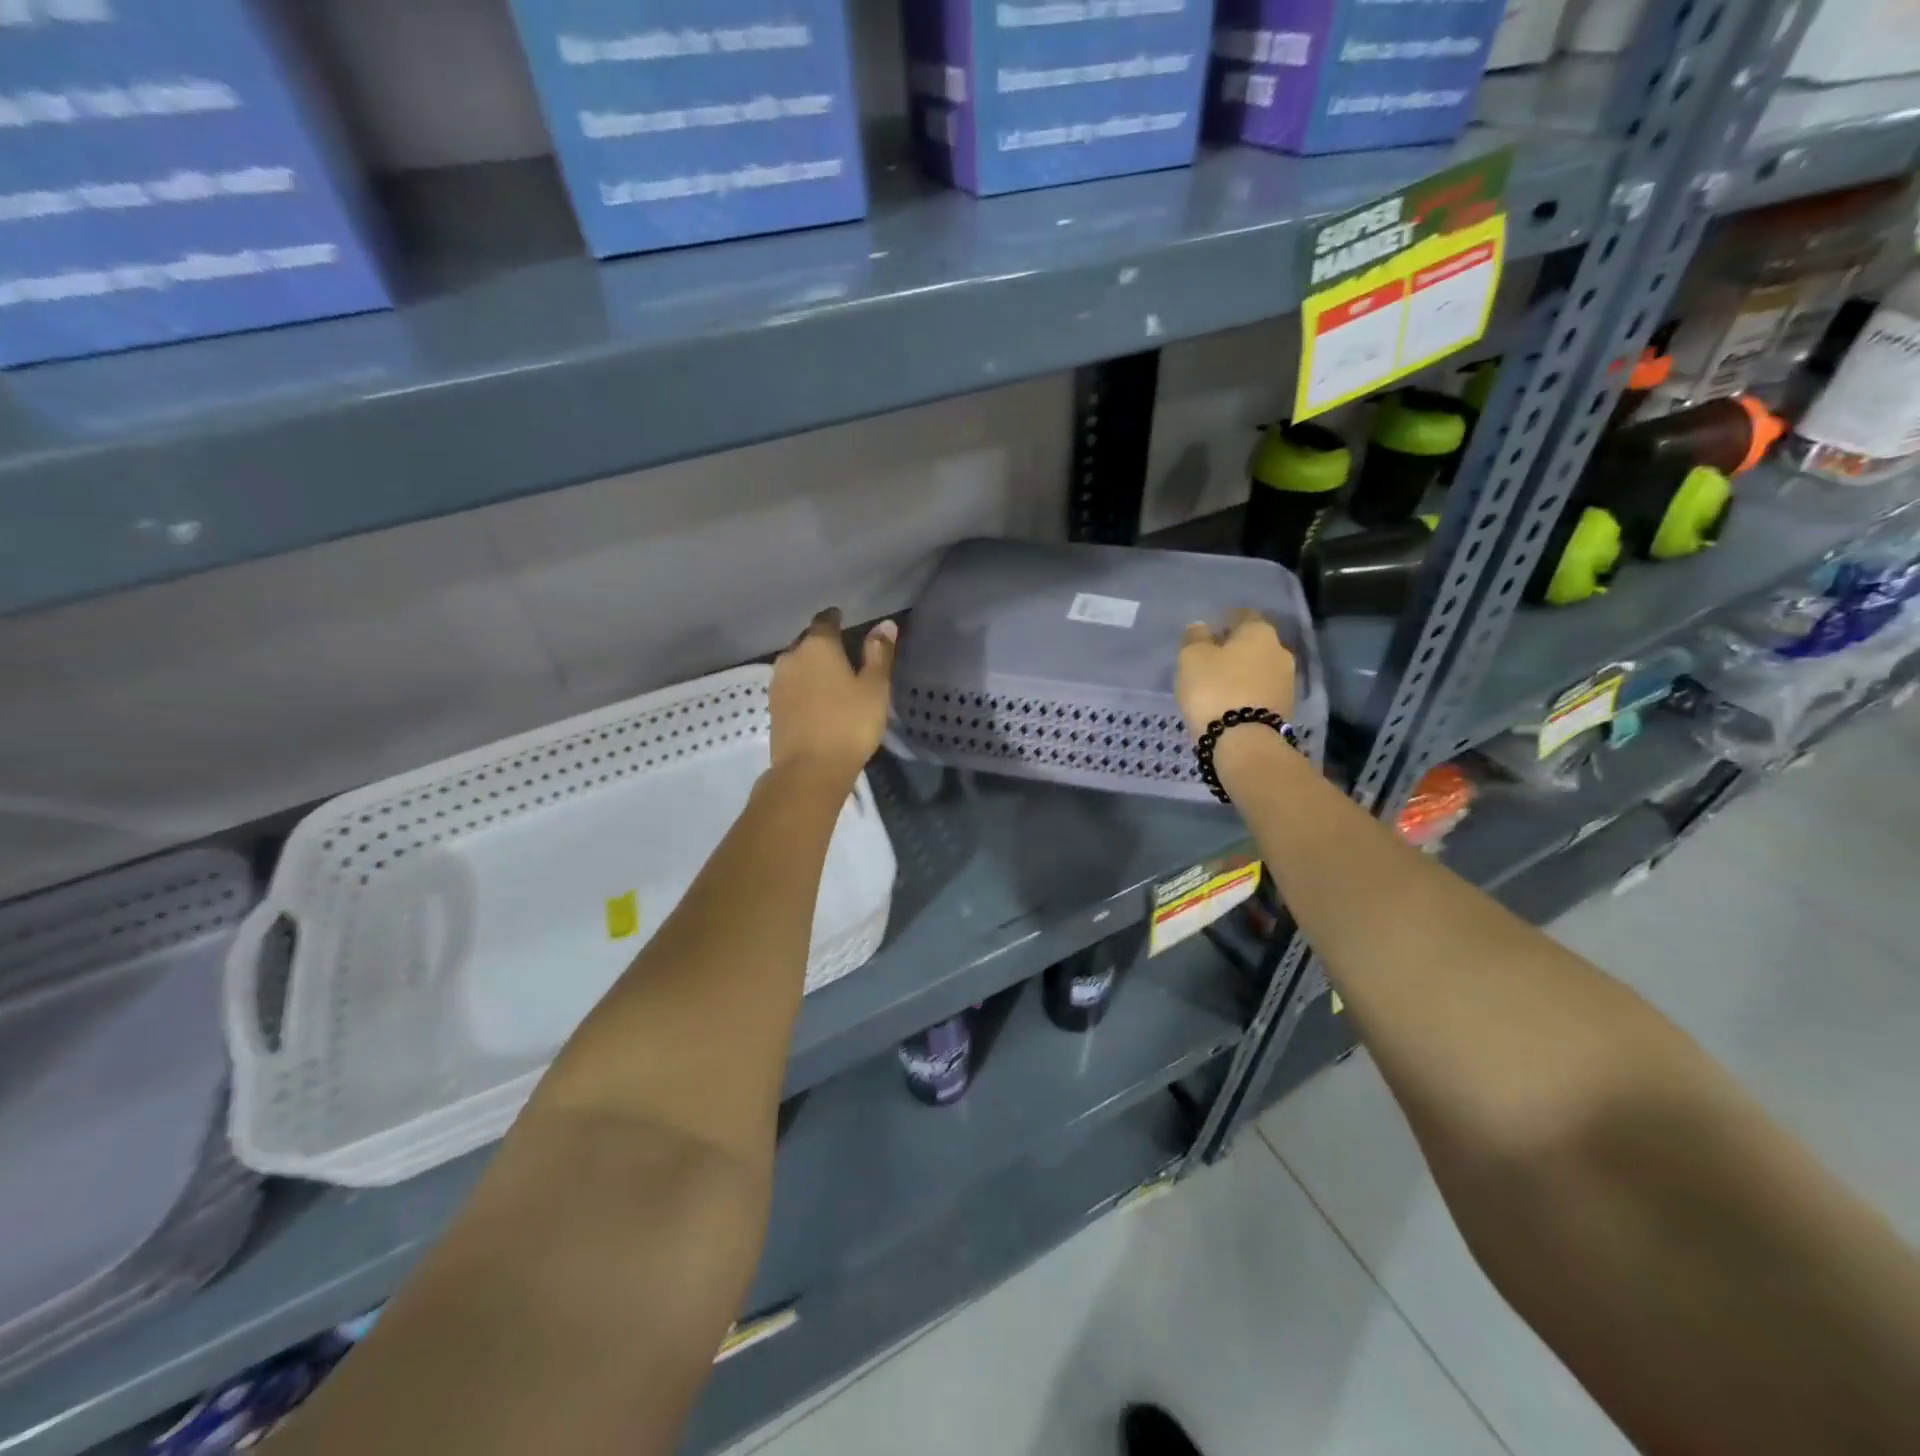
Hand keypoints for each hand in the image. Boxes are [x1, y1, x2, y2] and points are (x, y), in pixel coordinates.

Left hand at [769, 609, 895, 783]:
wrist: (809, 770)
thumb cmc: (849, 724)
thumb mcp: (874, 688)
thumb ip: (879, 654)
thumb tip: (885, 624)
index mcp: (817, 646)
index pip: (825, 620)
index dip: (836, 618)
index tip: (846, 621)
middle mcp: (791, 657)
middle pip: (807, 641)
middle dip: (823, 644)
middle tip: (844, 654)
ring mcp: (778, 683)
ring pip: (797, 664)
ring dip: (812, 667)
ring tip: (832, 678)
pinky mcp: (773, 707)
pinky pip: (791, 686)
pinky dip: (804, 687)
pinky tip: (817, 699)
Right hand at [1176, 610, 1296, 742]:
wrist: (1244, 742)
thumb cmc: (1215, 690)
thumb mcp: (1192, 658)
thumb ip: (1195, 638)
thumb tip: (1201, 627)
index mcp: (1259, 631)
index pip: (1243, 615)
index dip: (1225, 620)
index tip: (1209, 631)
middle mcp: (1280, 651)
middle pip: (1254, 643)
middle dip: (1235, 648)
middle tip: (1211, 659)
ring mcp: (1287, 681)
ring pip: (1259, 668)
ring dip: (1242, 672)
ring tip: (1218, 684)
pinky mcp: (1285, 708)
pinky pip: (1261, 691)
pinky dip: (1247, 692)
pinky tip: (1230, 701)